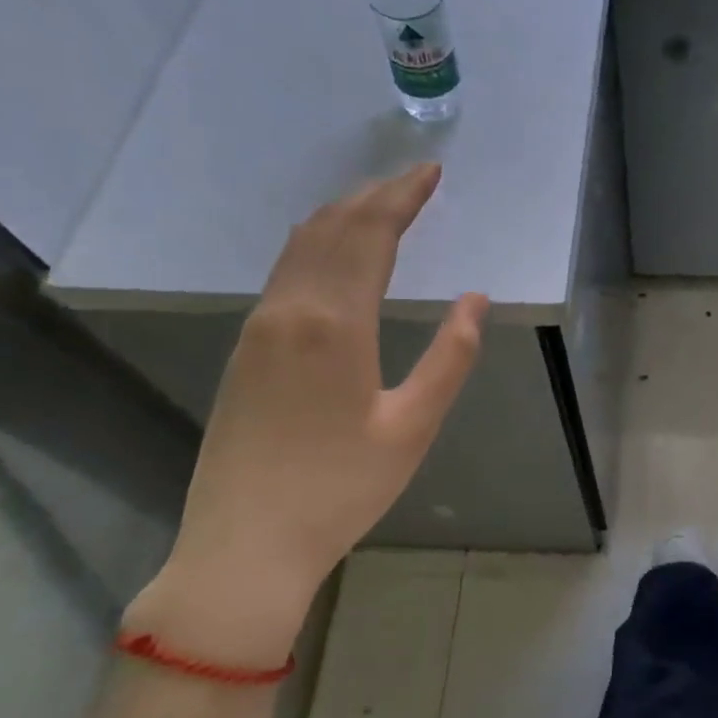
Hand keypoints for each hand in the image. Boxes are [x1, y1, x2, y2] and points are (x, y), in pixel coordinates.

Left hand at [123, 164, 486, 666]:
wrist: (244, 545)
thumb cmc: (341, 489)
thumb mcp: (413, 427)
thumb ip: (450, 358)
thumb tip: (474, 299)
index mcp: (334, 325)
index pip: (369, 235)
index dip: (402, 197)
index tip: (432, 172)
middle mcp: (289, 311)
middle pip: (332, 229)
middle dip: (375, 196)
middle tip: (414, 179)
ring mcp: (259, 328)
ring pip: (301, 246)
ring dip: (343, 215)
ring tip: (381, 203)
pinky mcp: (246, 348)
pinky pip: (285, 271)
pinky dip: (318, 243)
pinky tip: (335, 251)